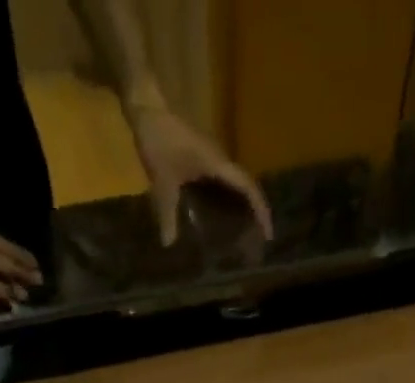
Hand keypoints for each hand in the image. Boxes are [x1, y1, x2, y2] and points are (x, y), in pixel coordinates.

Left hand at [126, 104, 272, 245]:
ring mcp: (212, 158)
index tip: (268, 234)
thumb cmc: (158, 139)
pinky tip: (221, 217)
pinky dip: (227, 200)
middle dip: (255, 213)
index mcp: (218, 164)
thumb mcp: (162, 181)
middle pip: (247, 188)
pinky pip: (222, 183)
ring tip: (244, 233)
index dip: (261, 210)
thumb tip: (169, 244)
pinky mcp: (202, 158)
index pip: (249, 188)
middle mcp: (221, 160)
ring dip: (243, 207)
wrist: (146, 105)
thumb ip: (167, 213)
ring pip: (235, 185)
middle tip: (257, 241)